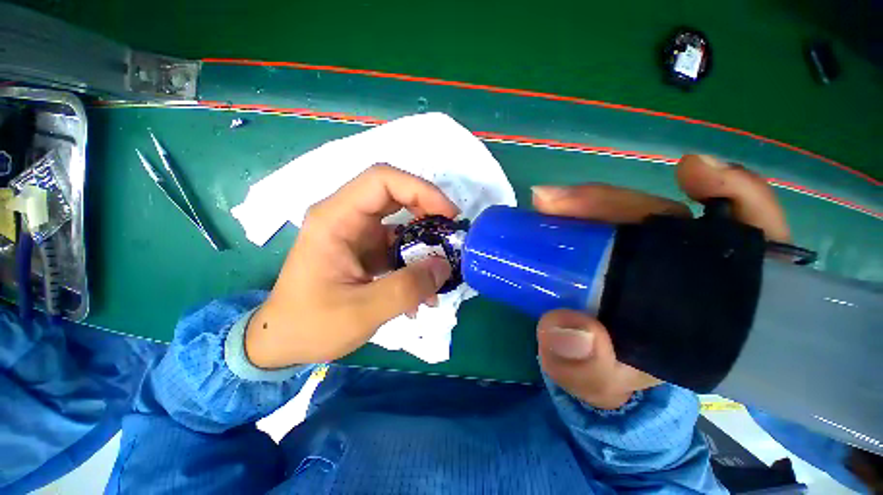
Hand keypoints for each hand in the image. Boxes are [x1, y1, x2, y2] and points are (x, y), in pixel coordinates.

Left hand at [245, 165, 458, 368]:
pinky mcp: (366, 250)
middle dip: (429, 211)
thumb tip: (445, 266)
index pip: (382, 180)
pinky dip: (416, 261)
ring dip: (425, 242)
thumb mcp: (362, 311)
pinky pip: (399, 245)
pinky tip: (423, 290)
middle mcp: (347, 217)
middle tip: (450, 235)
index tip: (448, 215)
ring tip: (440, 271)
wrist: (284, 341)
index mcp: (336, 219)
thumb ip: (408, 288)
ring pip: (401, 221)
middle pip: (395, 194)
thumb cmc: (311, 325)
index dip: (421, 190)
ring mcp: (357, 233)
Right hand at [532, 154, 790, 408]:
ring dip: (593, 201)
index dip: (735, 198)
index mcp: (710, 306)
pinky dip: (587, 204)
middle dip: (620, 203)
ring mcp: (641, 256)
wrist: (587, 368)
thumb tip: (567, 329)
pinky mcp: (610, 251)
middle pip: (668, 219)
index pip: (750, 243)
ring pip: (628, 213)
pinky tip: (563, 203)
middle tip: (561, 203)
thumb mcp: (597, 382)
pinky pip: (604, 220)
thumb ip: (587, 369)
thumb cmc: (606, 374)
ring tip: (552, 201)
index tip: (694, 175)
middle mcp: (681, 270)